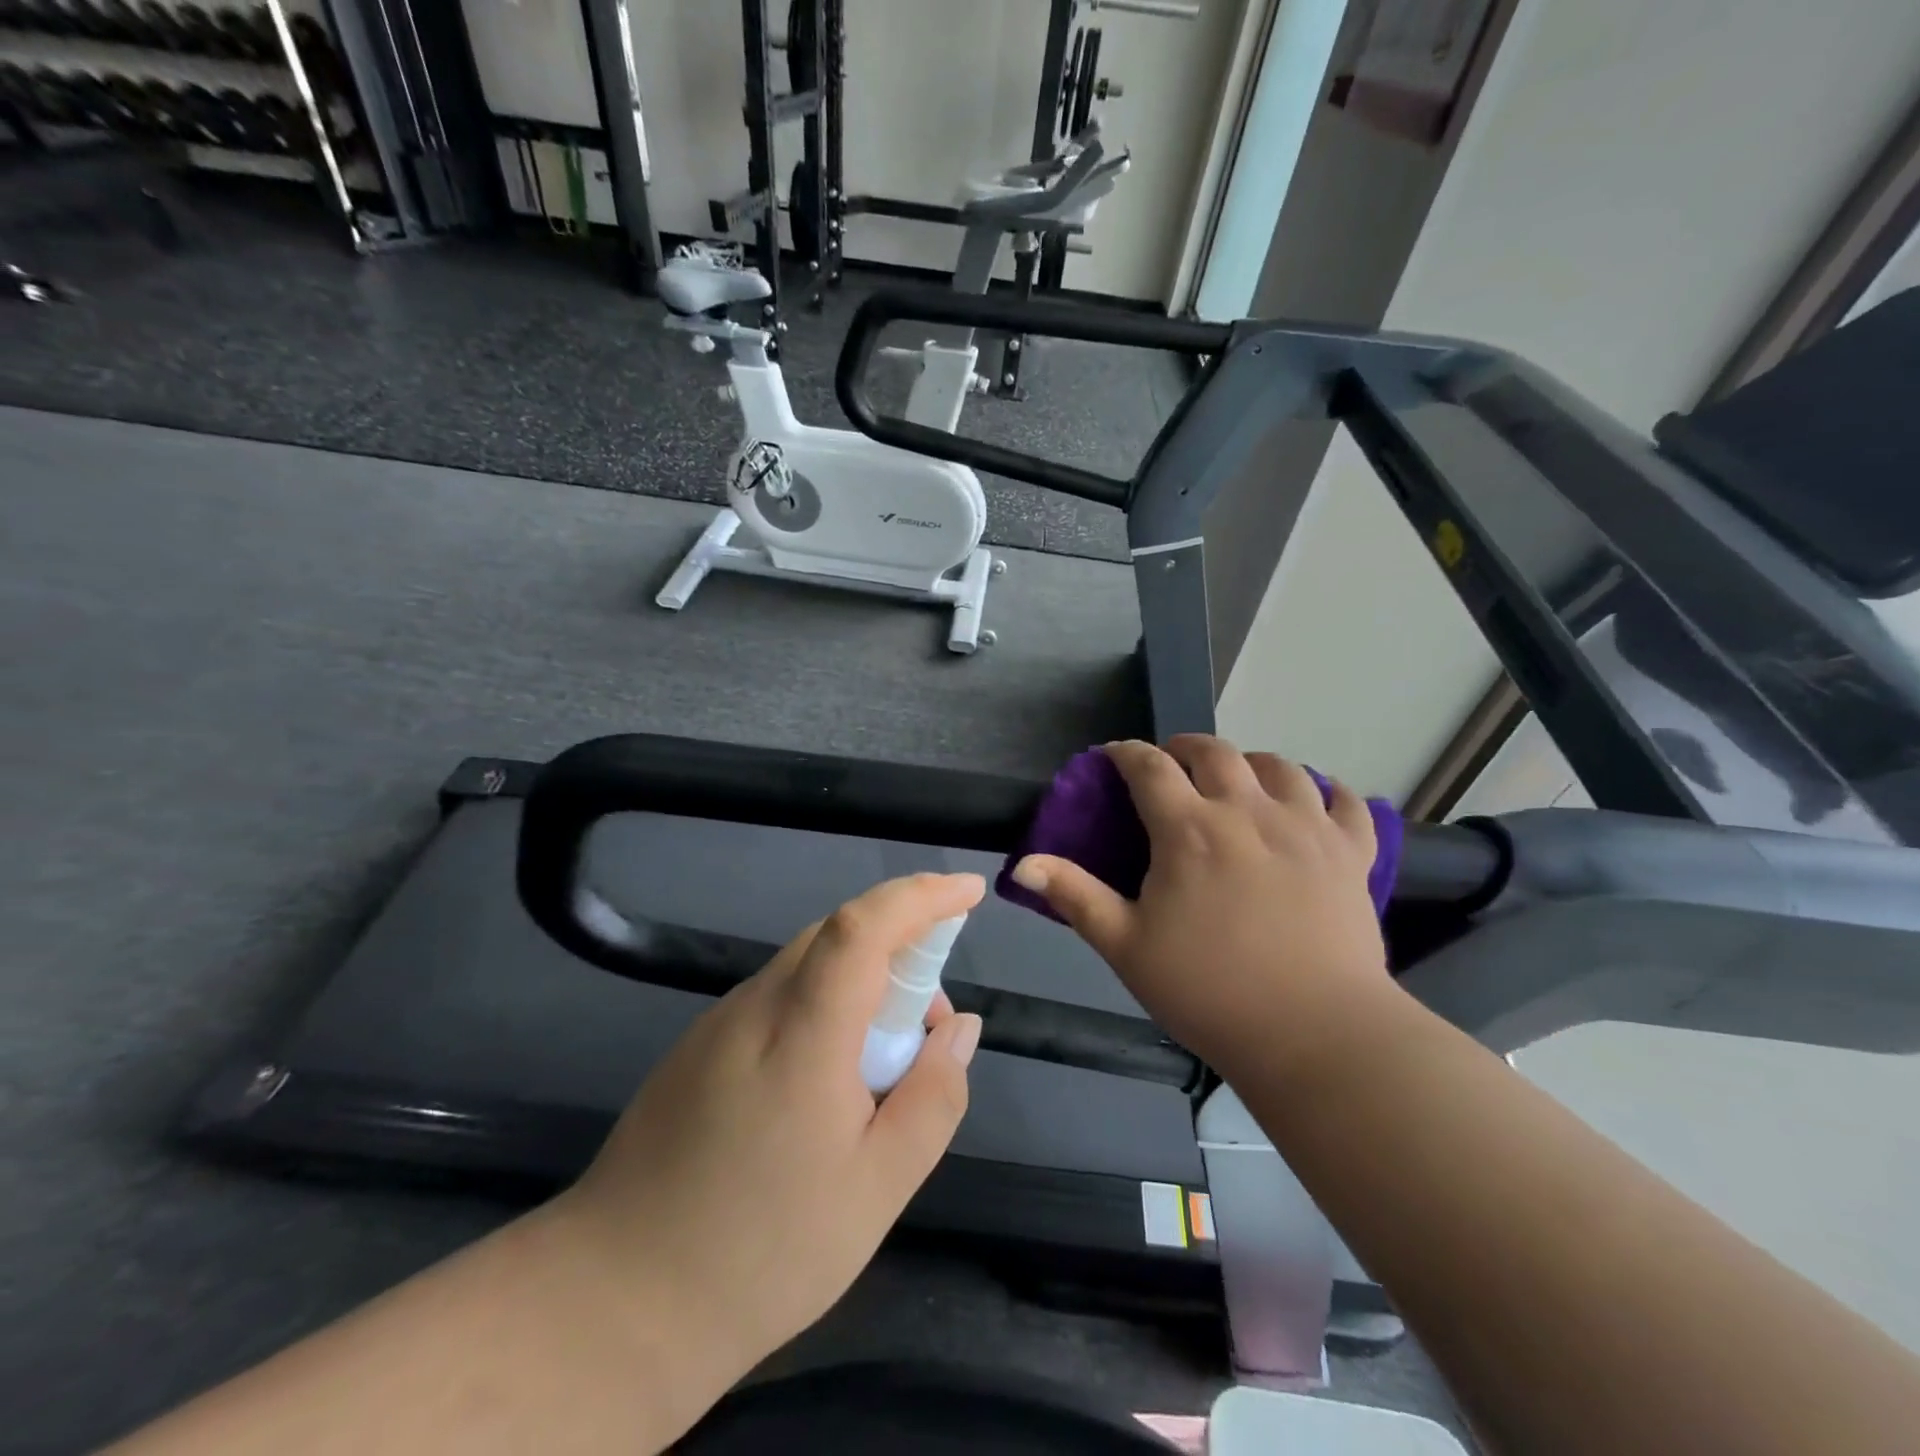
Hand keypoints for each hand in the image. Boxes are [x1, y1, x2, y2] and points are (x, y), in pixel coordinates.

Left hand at [551, 872, 984, 1386]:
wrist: (615, 1305)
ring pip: (807, 964)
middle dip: (900, 946)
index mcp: (801, 1035)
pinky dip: (823, 1004)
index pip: (862, 928)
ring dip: (862, 980)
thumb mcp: (877, 1188)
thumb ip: (932, 1097)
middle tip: (930, 1021)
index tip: (968, 891)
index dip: (919, 896)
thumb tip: (960, 1026)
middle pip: (836, 936)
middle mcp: (755, 1007)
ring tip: (884, 1062)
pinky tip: (827, 1080)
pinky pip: (778, 996)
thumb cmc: (762, 1252)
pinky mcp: (697, 1046)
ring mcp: (718, 1023)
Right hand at [1010, 736, 1390, 1079]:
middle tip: (1172, 765)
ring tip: (1239, 780)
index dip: (1126, 753)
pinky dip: (1328, 792)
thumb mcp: (1126, 946)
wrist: (1315, 1036)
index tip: (1113, 756)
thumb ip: (1075, 896)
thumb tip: (1022, 864)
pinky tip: (1315, 801)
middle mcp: (1248, 812)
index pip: (1149, 767)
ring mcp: (1307, 828)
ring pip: (1281, 766)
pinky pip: (1346, 803)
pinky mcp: (1351, 854)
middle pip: (1215, 752)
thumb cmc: (1209, 992)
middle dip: (1185, 747)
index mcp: (1189, 830)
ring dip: (1251, 762)